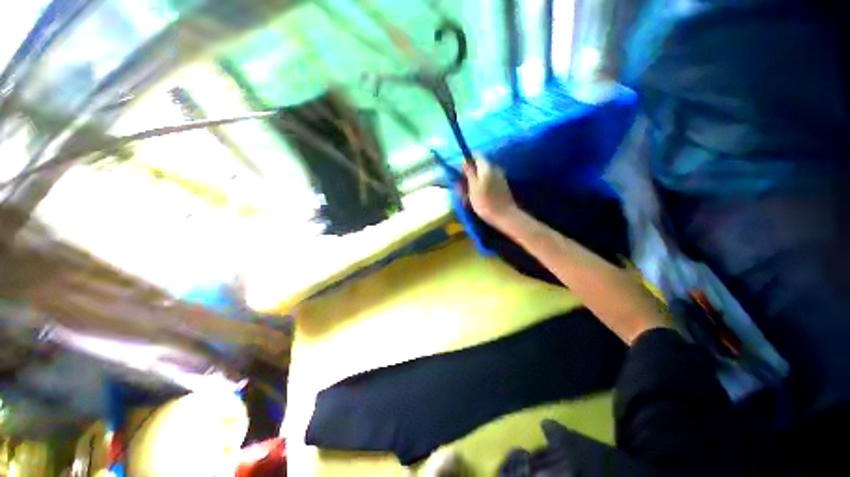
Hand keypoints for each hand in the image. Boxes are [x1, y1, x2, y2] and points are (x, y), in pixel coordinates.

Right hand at [462, 156, 518, 224]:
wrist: (504, 215)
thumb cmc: (485, 202)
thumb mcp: (473, 186)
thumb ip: (469, 172)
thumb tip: (465, 160)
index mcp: (487, 167)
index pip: (475, 155)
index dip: (466, 162)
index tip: (460, 173)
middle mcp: (494, 169)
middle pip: (478, 167)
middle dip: (468, 175)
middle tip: (461, 189)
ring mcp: (499, 178)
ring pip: (482, 176)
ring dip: (473, 184)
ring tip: (467, 197)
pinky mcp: (500, 187)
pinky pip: (487, 183)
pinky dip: (480, 188)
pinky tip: (476, 198)